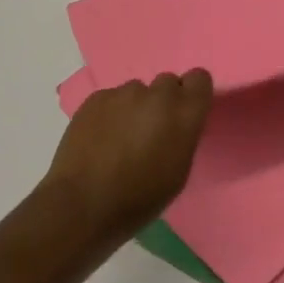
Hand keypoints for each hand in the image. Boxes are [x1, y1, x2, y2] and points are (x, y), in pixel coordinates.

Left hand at [38, 71, 213, 244]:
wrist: (83, 204)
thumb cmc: (140, 198)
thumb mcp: (179, 172)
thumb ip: (184, 136)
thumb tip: (176, 124)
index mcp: (184, 113)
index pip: (200, 78)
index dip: (192, 94)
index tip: (184, 114)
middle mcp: (158, 94)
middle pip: (168, 82)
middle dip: (163, 102)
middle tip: (151, 131)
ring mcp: (124, 93)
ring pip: (138, 91)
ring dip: (135, 108)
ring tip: (120, 138)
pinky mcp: (96, 98)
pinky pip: (112, 98)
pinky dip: (110, 113)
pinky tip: (99, 138)